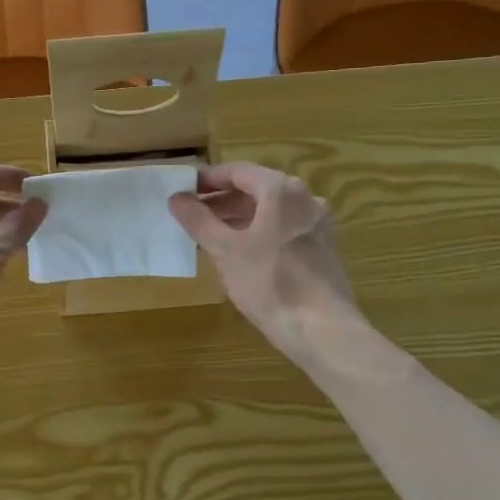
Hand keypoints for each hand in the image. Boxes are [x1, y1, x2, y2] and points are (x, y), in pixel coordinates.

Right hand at [168, 162, 361, 363]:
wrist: (322, 329)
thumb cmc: (269, 282)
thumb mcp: (225, 250)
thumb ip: (199, 220)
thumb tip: (176, 198)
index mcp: (281, 190)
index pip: (238, 171)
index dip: (208, 179)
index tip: (184, 191)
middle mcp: (304, 199)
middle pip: (256, 189)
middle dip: (222, 201)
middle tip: (192, 216)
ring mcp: (317, 224)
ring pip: (271, 211)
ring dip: (239, 218)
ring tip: (211, 236)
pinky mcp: (322, 248)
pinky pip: (284, 229)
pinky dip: (259, 232)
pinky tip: (241, 254)